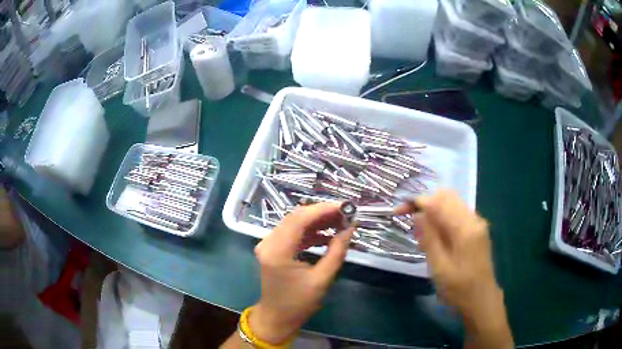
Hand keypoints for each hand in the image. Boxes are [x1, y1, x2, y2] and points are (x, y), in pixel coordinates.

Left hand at [249, 202, 355, 344]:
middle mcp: (269, 242)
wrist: (277, 317)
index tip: (345, 207)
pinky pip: (293, 233)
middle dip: (322, 213)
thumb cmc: (299, 303)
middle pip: (296, 217)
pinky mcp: (273, 248)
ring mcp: (268, 244)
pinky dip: (310, 232)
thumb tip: (350, 228)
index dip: (323, 209)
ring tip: (340, 223)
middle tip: (345, 214)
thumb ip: (336, 251)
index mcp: (277, 251)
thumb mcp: (322, 279)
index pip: (299, 219)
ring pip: (295, 223)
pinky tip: (327, 235)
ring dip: (317, 221)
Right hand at [396, 190, 512, 347]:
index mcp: (465, 229)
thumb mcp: (439, 268)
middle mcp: (474, 219)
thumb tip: (418, 214)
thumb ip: (429, 238)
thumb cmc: (459, 289)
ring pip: (452, 203)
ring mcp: (477, 223)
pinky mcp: (477, 229)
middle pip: (447, 196)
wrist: (482, 299)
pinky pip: (457, 214)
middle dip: (426, 203)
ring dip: (434, 211)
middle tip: (410, 222)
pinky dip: (443, 218)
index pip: (438, 202)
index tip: (398, 211)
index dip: (416, 202)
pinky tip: (436, 238)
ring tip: (422, 235)